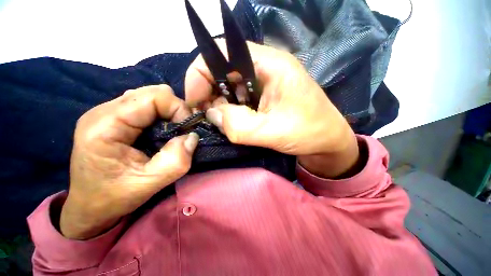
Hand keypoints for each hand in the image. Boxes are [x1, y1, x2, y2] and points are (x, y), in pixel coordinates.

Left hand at [60, 85, 198, 239]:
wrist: (89, 207)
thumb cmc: (112, 198)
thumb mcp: (148, 184)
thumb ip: (175, 161)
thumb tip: (192, 137)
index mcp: (105, 125)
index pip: (153, 97)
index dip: (178, 109)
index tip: (188, 130)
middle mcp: (104, 112)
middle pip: (152, 93)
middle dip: (175, 110)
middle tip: (181, 132)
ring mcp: (107, 113)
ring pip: (150, 97)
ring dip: (168, 113)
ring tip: (170, 133)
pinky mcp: (114, 118)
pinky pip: (146, 106)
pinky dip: (161, 116)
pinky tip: (159, 132)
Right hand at [185, 40, 359, 177]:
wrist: (327, 142)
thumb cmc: (309, 132)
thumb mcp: (273, 131)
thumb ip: (239, 125)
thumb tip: (211, 115)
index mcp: (270, 65)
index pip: (223, 52)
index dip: (201, 73)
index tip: (194, 100)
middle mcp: (264, 69)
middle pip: (223, 70)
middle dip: (209, 93)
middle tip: (207, 116)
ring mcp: (263, 85)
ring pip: (229, 87)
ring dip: (220, 105)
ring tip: (221, 123)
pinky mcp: (263, 99)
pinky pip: (238, 100)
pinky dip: (230, 111)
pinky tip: (232, 123)